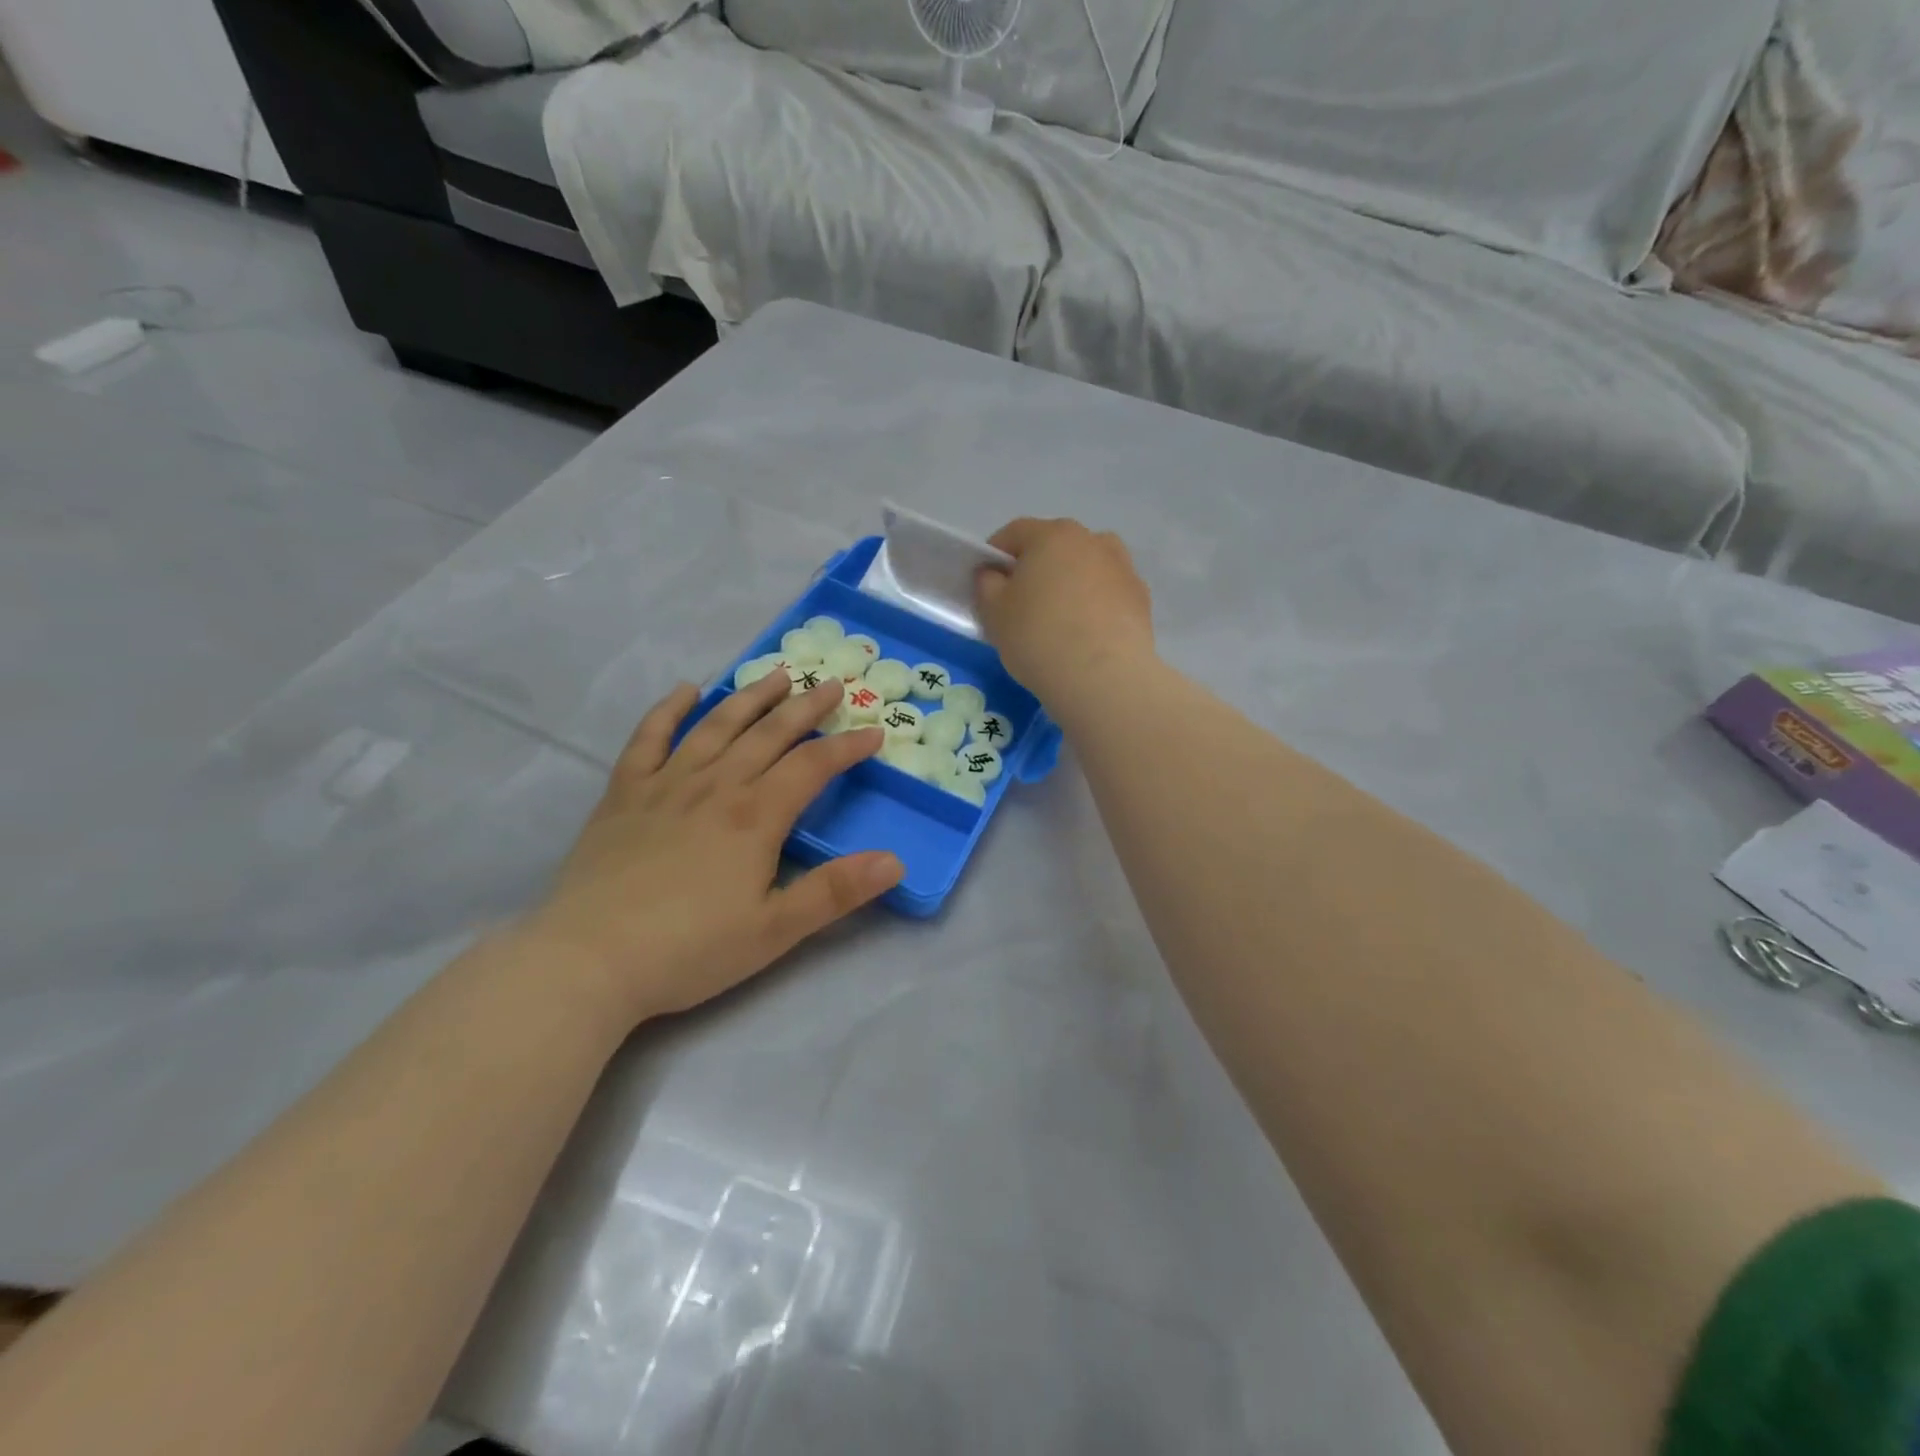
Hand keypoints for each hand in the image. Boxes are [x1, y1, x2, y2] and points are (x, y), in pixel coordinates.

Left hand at [520, 673, 903, 1023]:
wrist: (589, 960)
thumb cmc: (691, 949)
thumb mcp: (775, 930)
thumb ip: (836, 892)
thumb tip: (896, 861)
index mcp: (756, 815)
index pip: (813, 766)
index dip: (847, 747)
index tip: (874, 732)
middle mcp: (716, 785)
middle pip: (769, 733)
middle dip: (806, 706)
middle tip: (832, 683)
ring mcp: (666, 783)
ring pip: (717, 724)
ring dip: (751, 696)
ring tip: (777, 673)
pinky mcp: (625, 794)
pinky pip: (649, 738)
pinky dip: (668, 710)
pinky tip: (686, 690)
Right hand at [974, 518, 1155, 705]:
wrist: (1103, 677)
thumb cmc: (1038, 636)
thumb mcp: (994, 612)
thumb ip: (986, 584)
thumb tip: (994, 573)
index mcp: (1052, 535)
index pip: (1014, 534)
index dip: (995, 556)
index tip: (987, 584)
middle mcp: (1092, 540)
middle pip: (1054, 547)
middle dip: (1036, 569)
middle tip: (1022, 605)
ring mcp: (1123, 567)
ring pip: (1086, 568)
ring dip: (1070, 583)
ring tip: (1059, 619)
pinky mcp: (1141, 598)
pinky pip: (1108, 593)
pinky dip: (1094, 605)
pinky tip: (1086, 635)